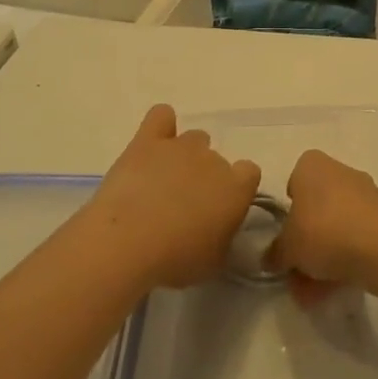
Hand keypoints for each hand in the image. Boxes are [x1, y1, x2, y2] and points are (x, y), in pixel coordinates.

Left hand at [85, 105, 260, 289]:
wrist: (128, 241)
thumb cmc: (176, 260)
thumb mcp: (214, 262)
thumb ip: (224, 238)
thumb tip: (220, 229)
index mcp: (236, 188)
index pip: (249, 173)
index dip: (237, 188)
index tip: (221, 209)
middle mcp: (213, 159)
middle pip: (217, 159)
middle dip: (206, 177)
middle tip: (186, 206)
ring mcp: (180, 146)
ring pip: (193, 138)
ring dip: (185, 156)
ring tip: (164, 182)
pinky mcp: (147, 141)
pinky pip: (161, 116)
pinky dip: (161, 126)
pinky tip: (153, 144)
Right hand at [269, 149, 377, 305]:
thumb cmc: (324, 232)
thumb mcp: (287, 248)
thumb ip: (275, 253)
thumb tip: (271, 258)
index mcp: (312, 165)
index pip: (294, 181)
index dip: (288, 209)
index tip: (286, 234)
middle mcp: (340, 173)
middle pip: (316, 209)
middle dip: (306, 243)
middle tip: (296, 273)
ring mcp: (366, 195)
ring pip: (336, 227)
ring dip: (323, 258)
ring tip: (313, 295)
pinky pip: (357, 238)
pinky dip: (345, 260)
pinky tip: (335, 290)